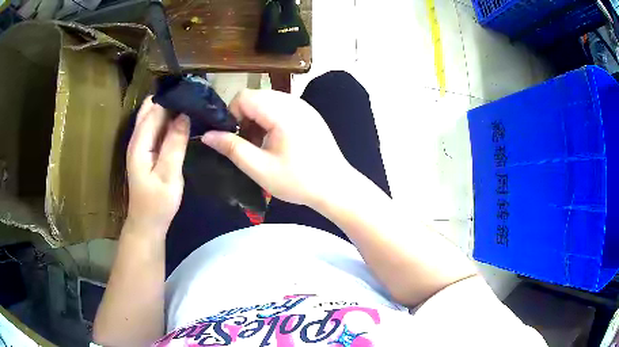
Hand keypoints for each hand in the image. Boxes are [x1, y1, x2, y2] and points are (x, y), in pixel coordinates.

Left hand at [126, 97, 189, 235]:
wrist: (147, 223)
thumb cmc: (158, 203)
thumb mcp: (169, 174)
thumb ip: (175, 144)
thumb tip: (185, 114)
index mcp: (139, 143)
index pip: (154, 109)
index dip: (172, 97)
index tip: (193, 89)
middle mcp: (137, 139)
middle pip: (151, 108)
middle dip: (170, 98)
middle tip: (194, 95)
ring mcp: (141, 144)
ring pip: (154, 116)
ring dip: (170, 108)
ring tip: (192, 103)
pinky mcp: (146, 150)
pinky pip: (157, 127)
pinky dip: (168, 120)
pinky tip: (183, 120)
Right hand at [202, 89, 353, 207]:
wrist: (336, 187)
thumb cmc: (298, 181)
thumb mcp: (260, 168)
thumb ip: (231, 148)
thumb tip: (207, 135)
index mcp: (281, 112)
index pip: (243, 96)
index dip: (231, 114)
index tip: (234, 138)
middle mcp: (293, 102)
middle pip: (255, 97)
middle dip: (244, 118)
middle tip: (248, 145)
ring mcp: (304, 106)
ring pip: (267, 101)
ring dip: (257, 119)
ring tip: (261, 146)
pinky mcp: (309, 114)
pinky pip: (281, 107)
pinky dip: (271, 120)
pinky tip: (276, 142)